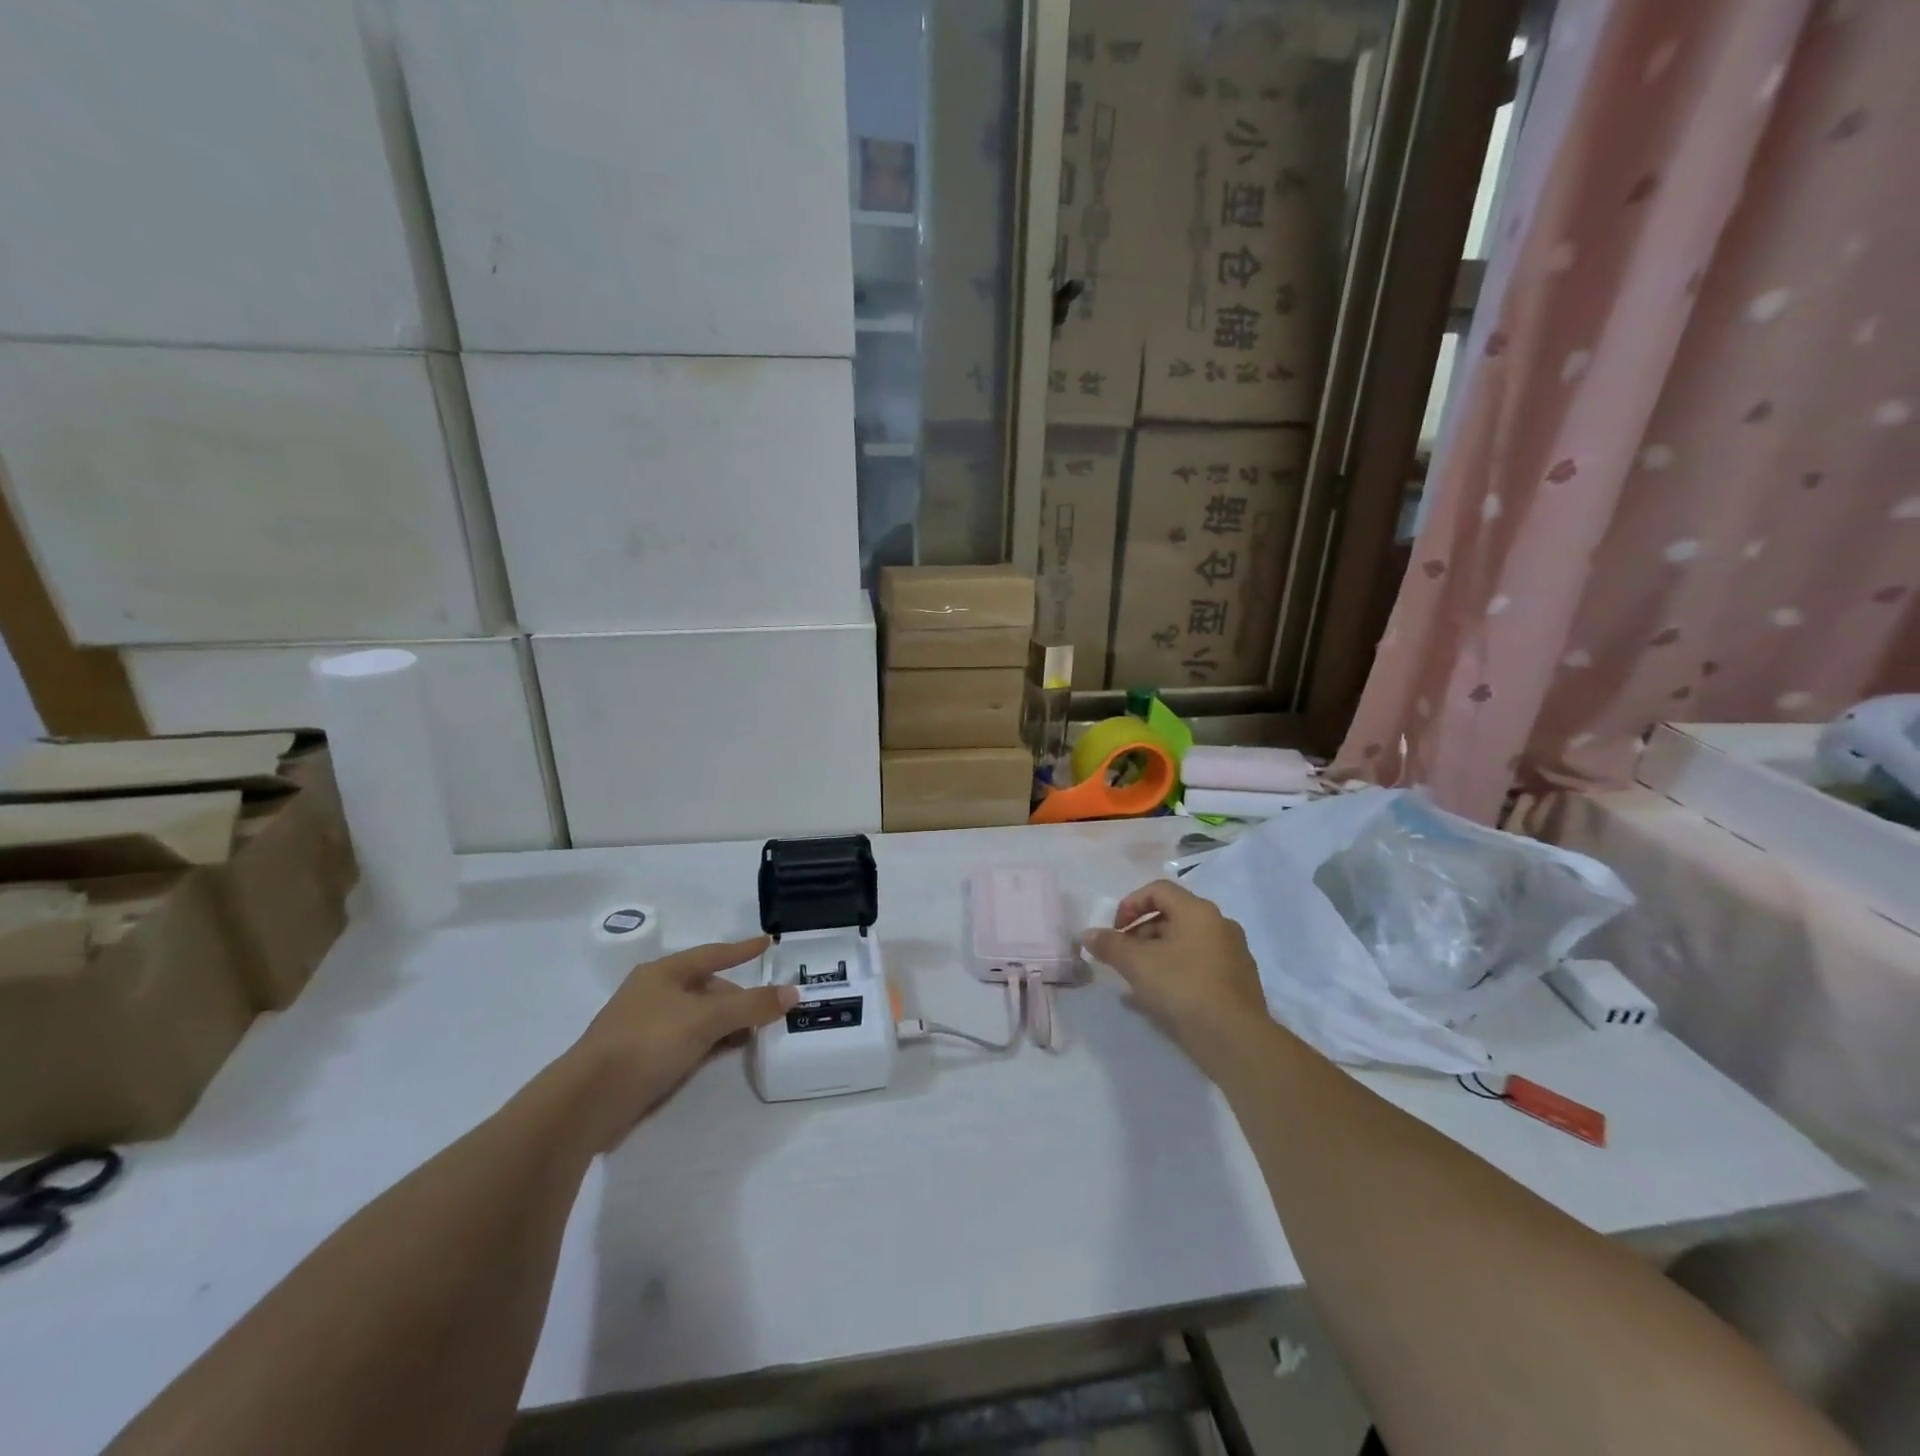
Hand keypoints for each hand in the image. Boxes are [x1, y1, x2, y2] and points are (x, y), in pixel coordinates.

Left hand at [567, 938, 795, 1149]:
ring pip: (696, 1017)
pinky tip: (722, 1055)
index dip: (742, 949)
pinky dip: (708, 1043)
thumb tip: (792, 992)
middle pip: (706, 988)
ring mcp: (644, 1027)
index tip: (768, 943)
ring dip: (724, 1024)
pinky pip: (686, 1041)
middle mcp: (653, 993)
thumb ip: (751, 1005)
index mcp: (663, 972)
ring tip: (752, 1035)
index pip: (713, 954)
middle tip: (767, 1009)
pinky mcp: (640, 1059)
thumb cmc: (648, 1042)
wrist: (588, 1100)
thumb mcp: (707, 1019)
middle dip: (737, 997)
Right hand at [1082, 880, 1269, 1074]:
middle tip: (1124, 958)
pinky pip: (1200, 965)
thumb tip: (1088, 935)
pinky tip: (1163, 998)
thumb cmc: (1183, 988)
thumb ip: (1110, 945)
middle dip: (1141, 933)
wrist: (1235, 1040)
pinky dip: (1178, 972)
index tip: (1116, 931)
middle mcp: (1220, 924)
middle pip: (1172, 916)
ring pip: (1186, 943)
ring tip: (1139, 981)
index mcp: (1198, 911)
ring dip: (1158, 954)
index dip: (1130, 905)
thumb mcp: (1137, 964)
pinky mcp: (1239, 982)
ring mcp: (1234, 953)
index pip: (1158, 890)